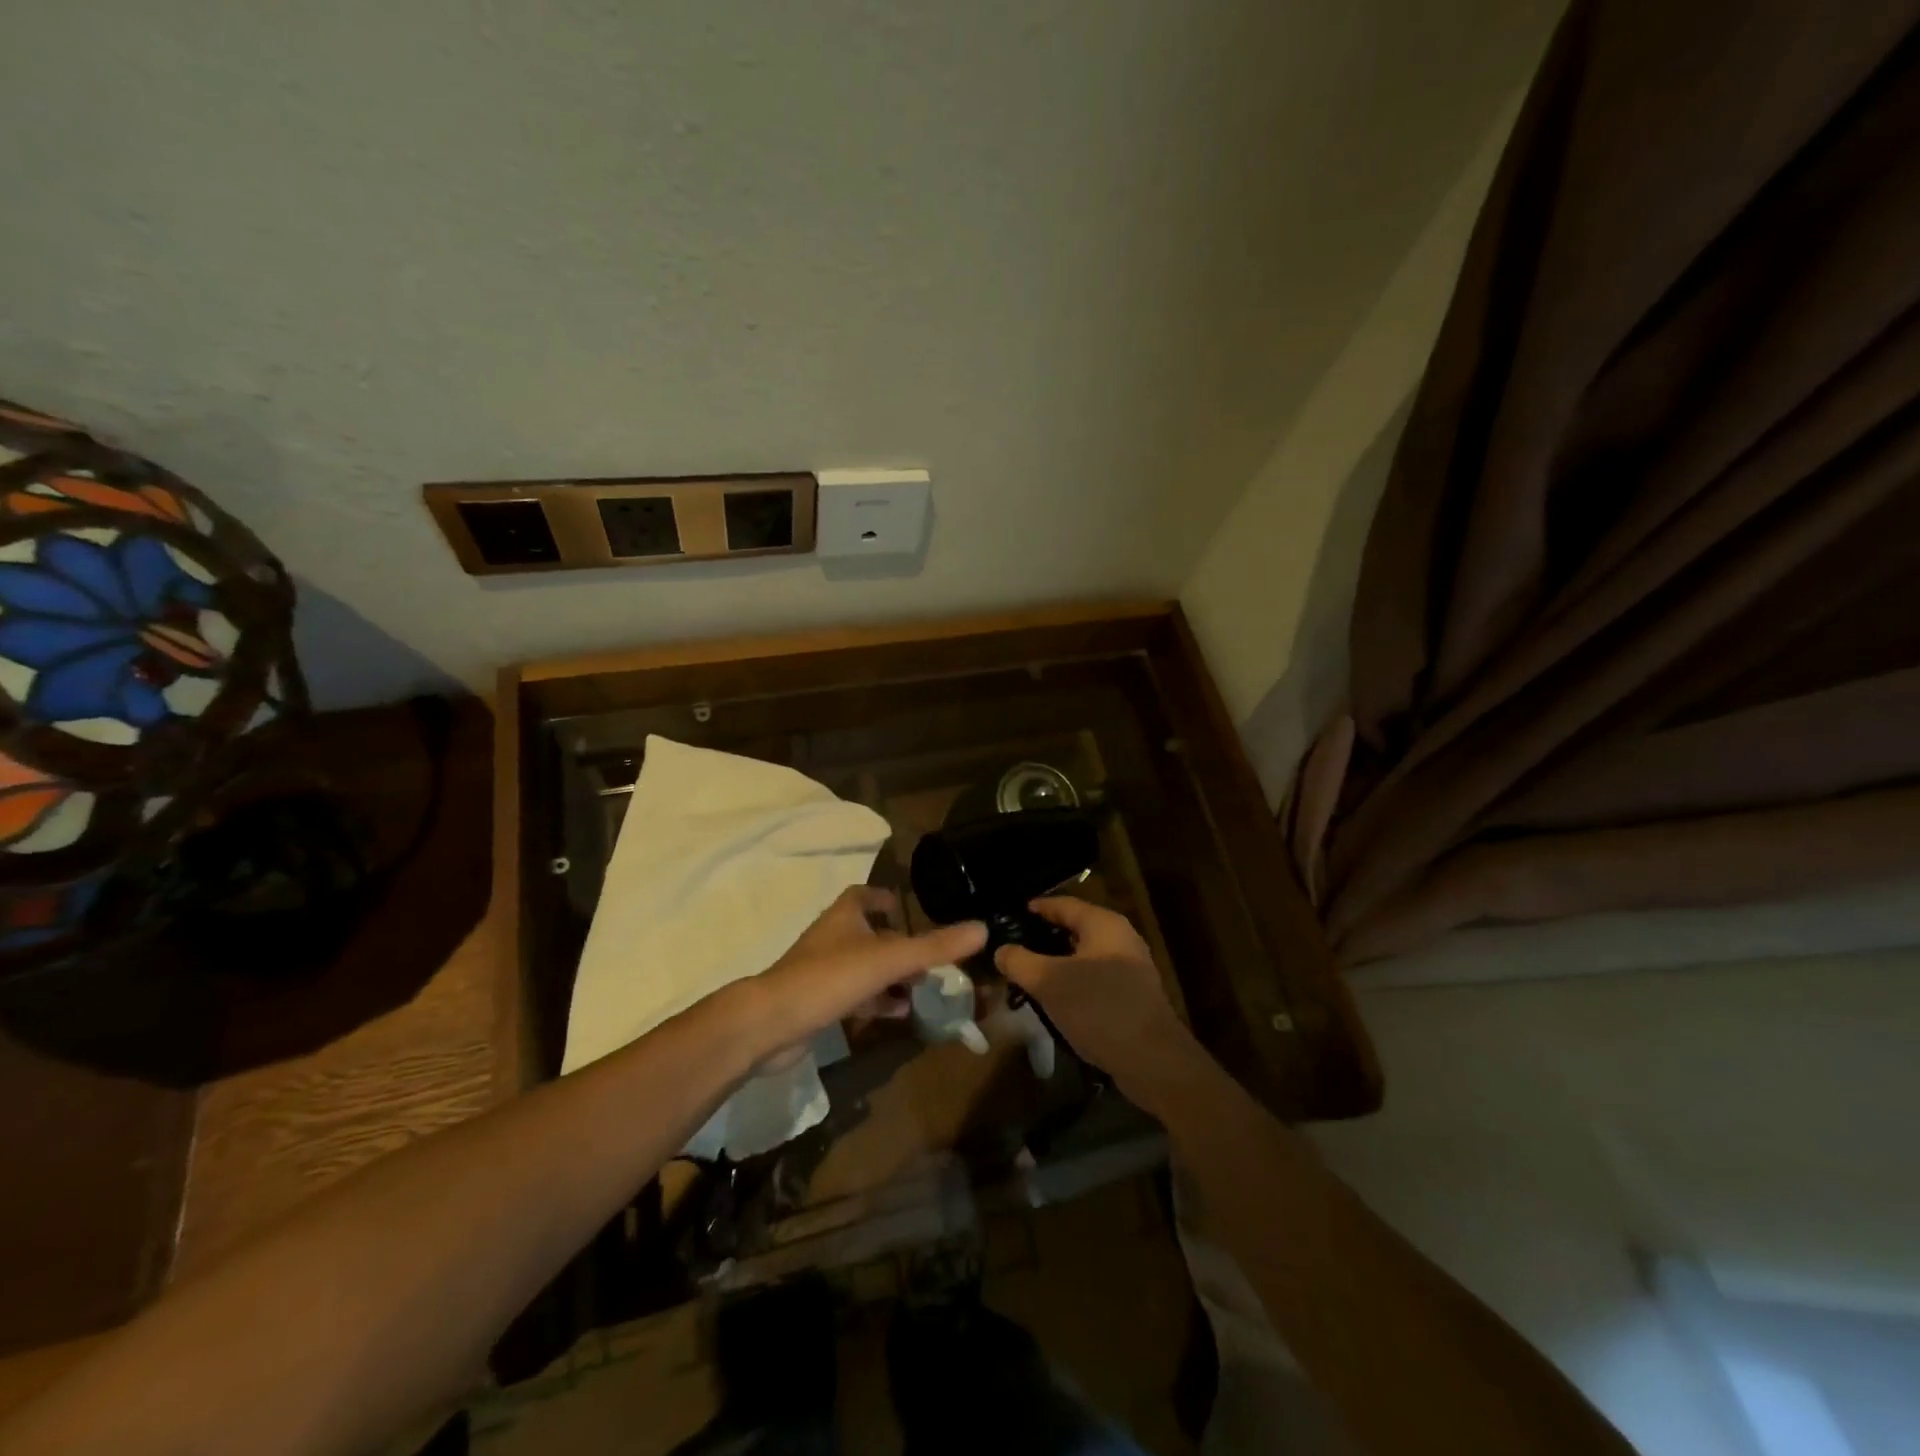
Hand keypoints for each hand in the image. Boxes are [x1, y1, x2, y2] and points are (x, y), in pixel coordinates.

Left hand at [739, 886, 985, 1067]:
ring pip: (864, 968)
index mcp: (844, 917)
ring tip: (922, 987)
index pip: (864, 895)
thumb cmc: (829, 978)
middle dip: (898, 943)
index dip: (884, 897)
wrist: (771, 1024)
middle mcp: (832, 938)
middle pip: (868, 934)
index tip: (906, 906)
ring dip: (891, 976)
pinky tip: (899, 1013)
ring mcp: (822, 972)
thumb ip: (934, 946)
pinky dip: (877, 1001)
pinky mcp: (818, 1003)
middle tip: (929, 956)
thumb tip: (982, 928)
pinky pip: (855, 996)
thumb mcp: (888, 959)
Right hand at [995, 897, 1189, 1094]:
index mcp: (1103, 924)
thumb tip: (1000, 949)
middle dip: (1045, 936)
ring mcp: (1131, 967)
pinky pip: (1095, 978)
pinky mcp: (1133, 995)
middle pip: (1075, 928)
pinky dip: (1074, 981)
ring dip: (1058, 962)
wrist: (1153, 1060)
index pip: (1063, 904)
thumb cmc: (1099, 1008)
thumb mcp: (1049, 982)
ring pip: (1085, 956)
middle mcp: (1121, 938)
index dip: (1036, 908)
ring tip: (1029, 973)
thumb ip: (1020, 962)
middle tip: (1014, 945)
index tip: (1011, 914)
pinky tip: (1056, 999)